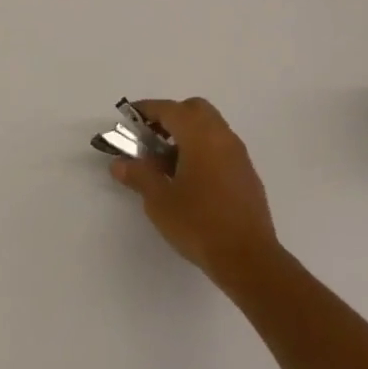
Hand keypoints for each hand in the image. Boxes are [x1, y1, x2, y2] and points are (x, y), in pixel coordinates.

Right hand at [110, 97, 282, 289]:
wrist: (248, 259)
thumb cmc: (199, 224)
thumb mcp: (159, 200)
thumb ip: (138, 175)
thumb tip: (119, 164)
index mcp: (200, 136)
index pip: (169, 109)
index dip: (146, 110)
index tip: (128, 119)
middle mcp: (222, 137)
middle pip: (194, 110)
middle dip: (170, 117)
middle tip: (150, 139)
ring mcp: (239, 156)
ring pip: (210, 128)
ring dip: (187, 134)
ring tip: (166, 163)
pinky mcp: (247, 175)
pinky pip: (221, 147)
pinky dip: (202, 150)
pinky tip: (189, 180)